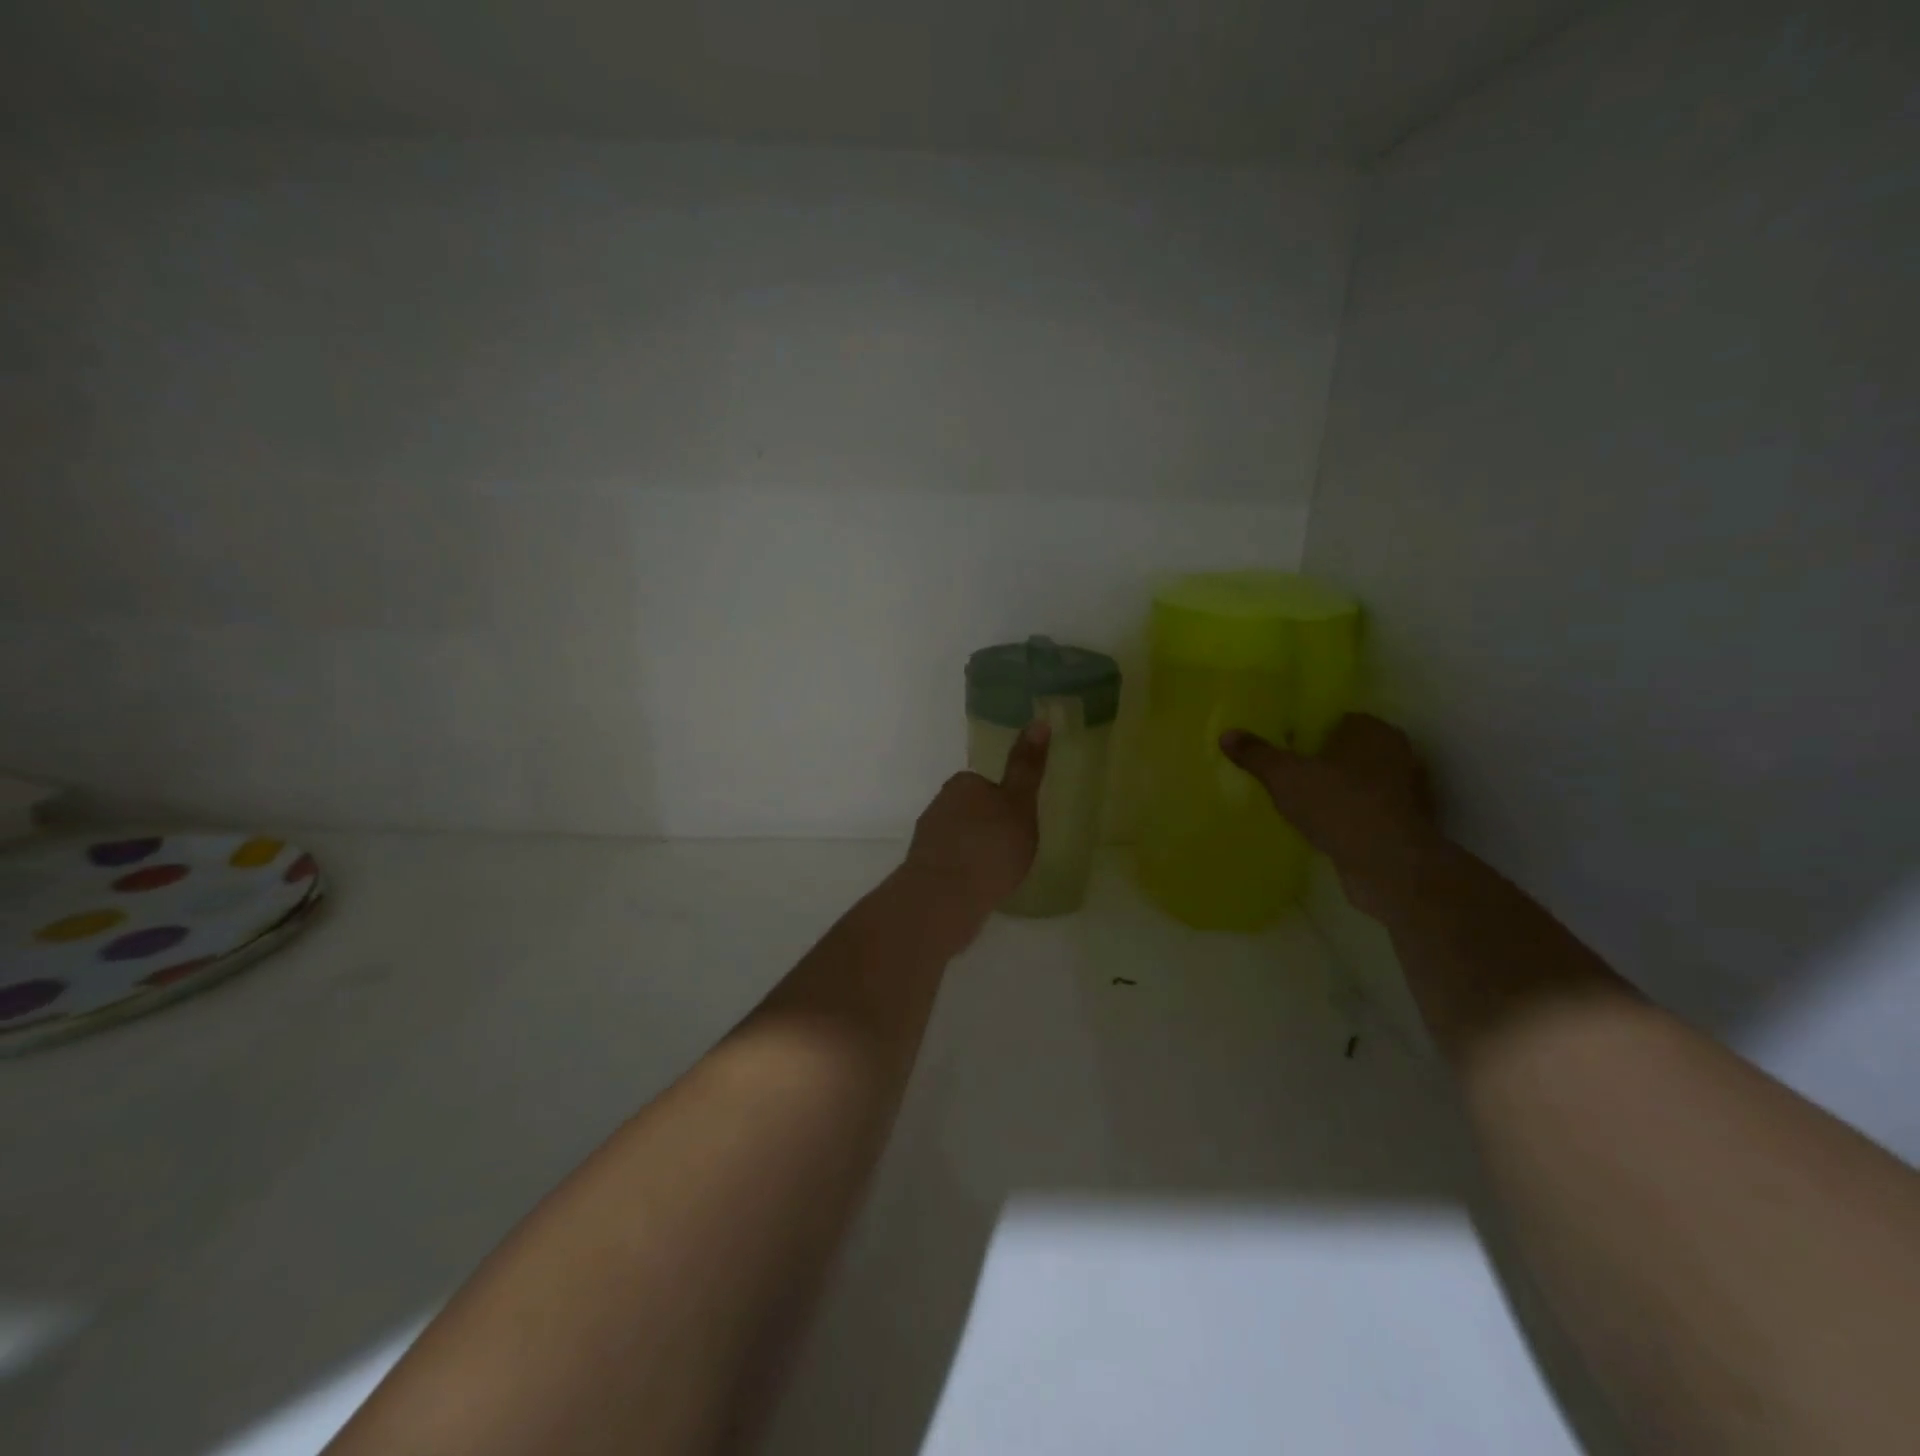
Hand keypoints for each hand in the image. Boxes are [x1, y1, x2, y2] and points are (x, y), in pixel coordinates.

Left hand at [903, 721, 1050, 922]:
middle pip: (971, 810)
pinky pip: (950, 862)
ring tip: (996, 875)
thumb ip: (1028, 766)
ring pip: (959, 837)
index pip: (987, 785)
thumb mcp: (1020, 803)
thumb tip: (1039, 720)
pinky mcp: (921, 867)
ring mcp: (927, 837)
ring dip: (974, 851)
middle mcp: (939, 803)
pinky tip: (977, 889)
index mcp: (963, 783)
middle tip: (1011, 851)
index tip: (1019, 825)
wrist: (945, 896)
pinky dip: (963, 871)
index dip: (1006, 803)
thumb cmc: (991, 845)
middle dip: (988, 827)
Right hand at [1220, 713, 1434, 918]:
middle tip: (1285, 773)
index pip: (1334, 719)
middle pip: (1348, 750)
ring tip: (1300, 802)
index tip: (1281, 746)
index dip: (1306, 731)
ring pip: (1360, 782)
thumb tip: (1226, 734)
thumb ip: (1256, 754)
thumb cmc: (1337, 804)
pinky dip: (1349, 815)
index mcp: (1370, 730)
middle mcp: (1396, 753)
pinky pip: (1368, 810)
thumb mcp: (1284, 776)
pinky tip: (1324, 827)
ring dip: (1336, 790)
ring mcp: (1406, 790)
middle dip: (1321, 760)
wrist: (1387, 864)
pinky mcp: (1406, 824)